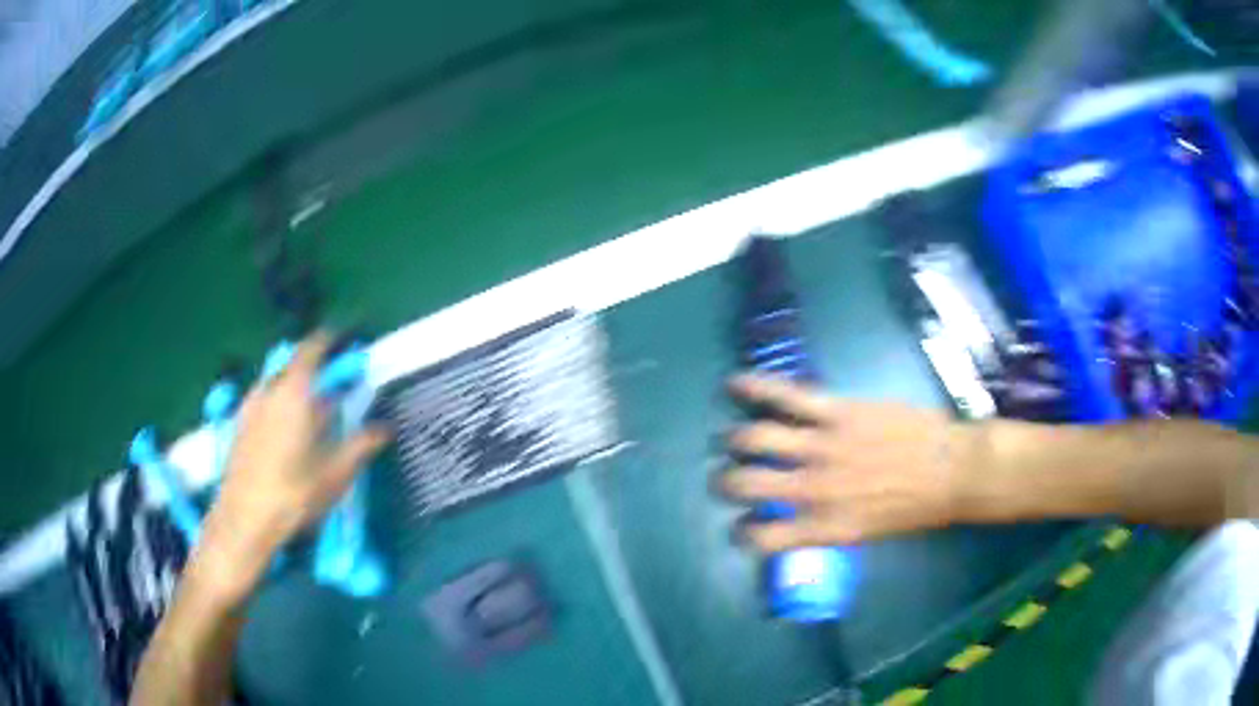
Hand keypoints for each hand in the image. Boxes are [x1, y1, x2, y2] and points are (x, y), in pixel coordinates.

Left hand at [195, 333, 389, 600]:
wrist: (244, 519)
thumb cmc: (294, 493)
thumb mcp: (335, 474)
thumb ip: (360, 446)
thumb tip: (383, 429)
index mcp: (294, 392)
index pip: (310, 350)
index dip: (327, 341)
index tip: (341, 340)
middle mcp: (268, 391)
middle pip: (292, 368)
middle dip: (313, 372)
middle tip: (332, 386)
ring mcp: (250, 408)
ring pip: (276, 386)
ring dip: (295, 390)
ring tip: (310, 412)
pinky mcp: (239, 427)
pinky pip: (263, 402)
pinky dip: (279, 405)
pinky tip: (286, 432)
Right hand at [718, 374, 981, 550]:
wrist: (953, 469)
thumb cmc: (916, 507)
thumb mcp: (867, 532)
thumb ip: (827, 526)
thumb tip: (799, 518)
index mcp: (824, 527)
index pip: (763, 539)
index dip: (743, 535)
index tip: (742, 528)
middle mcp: (814, 490)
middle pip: (746, 485)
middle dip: (726, 483)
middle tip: (727, 479)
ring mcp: (823, 447)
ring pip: (757, 438)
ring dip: (735, 440)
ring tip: (732, 439)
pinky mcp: (837, 412)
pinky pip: (787, 397)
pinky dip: (755, 388)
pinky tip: (735, 384)